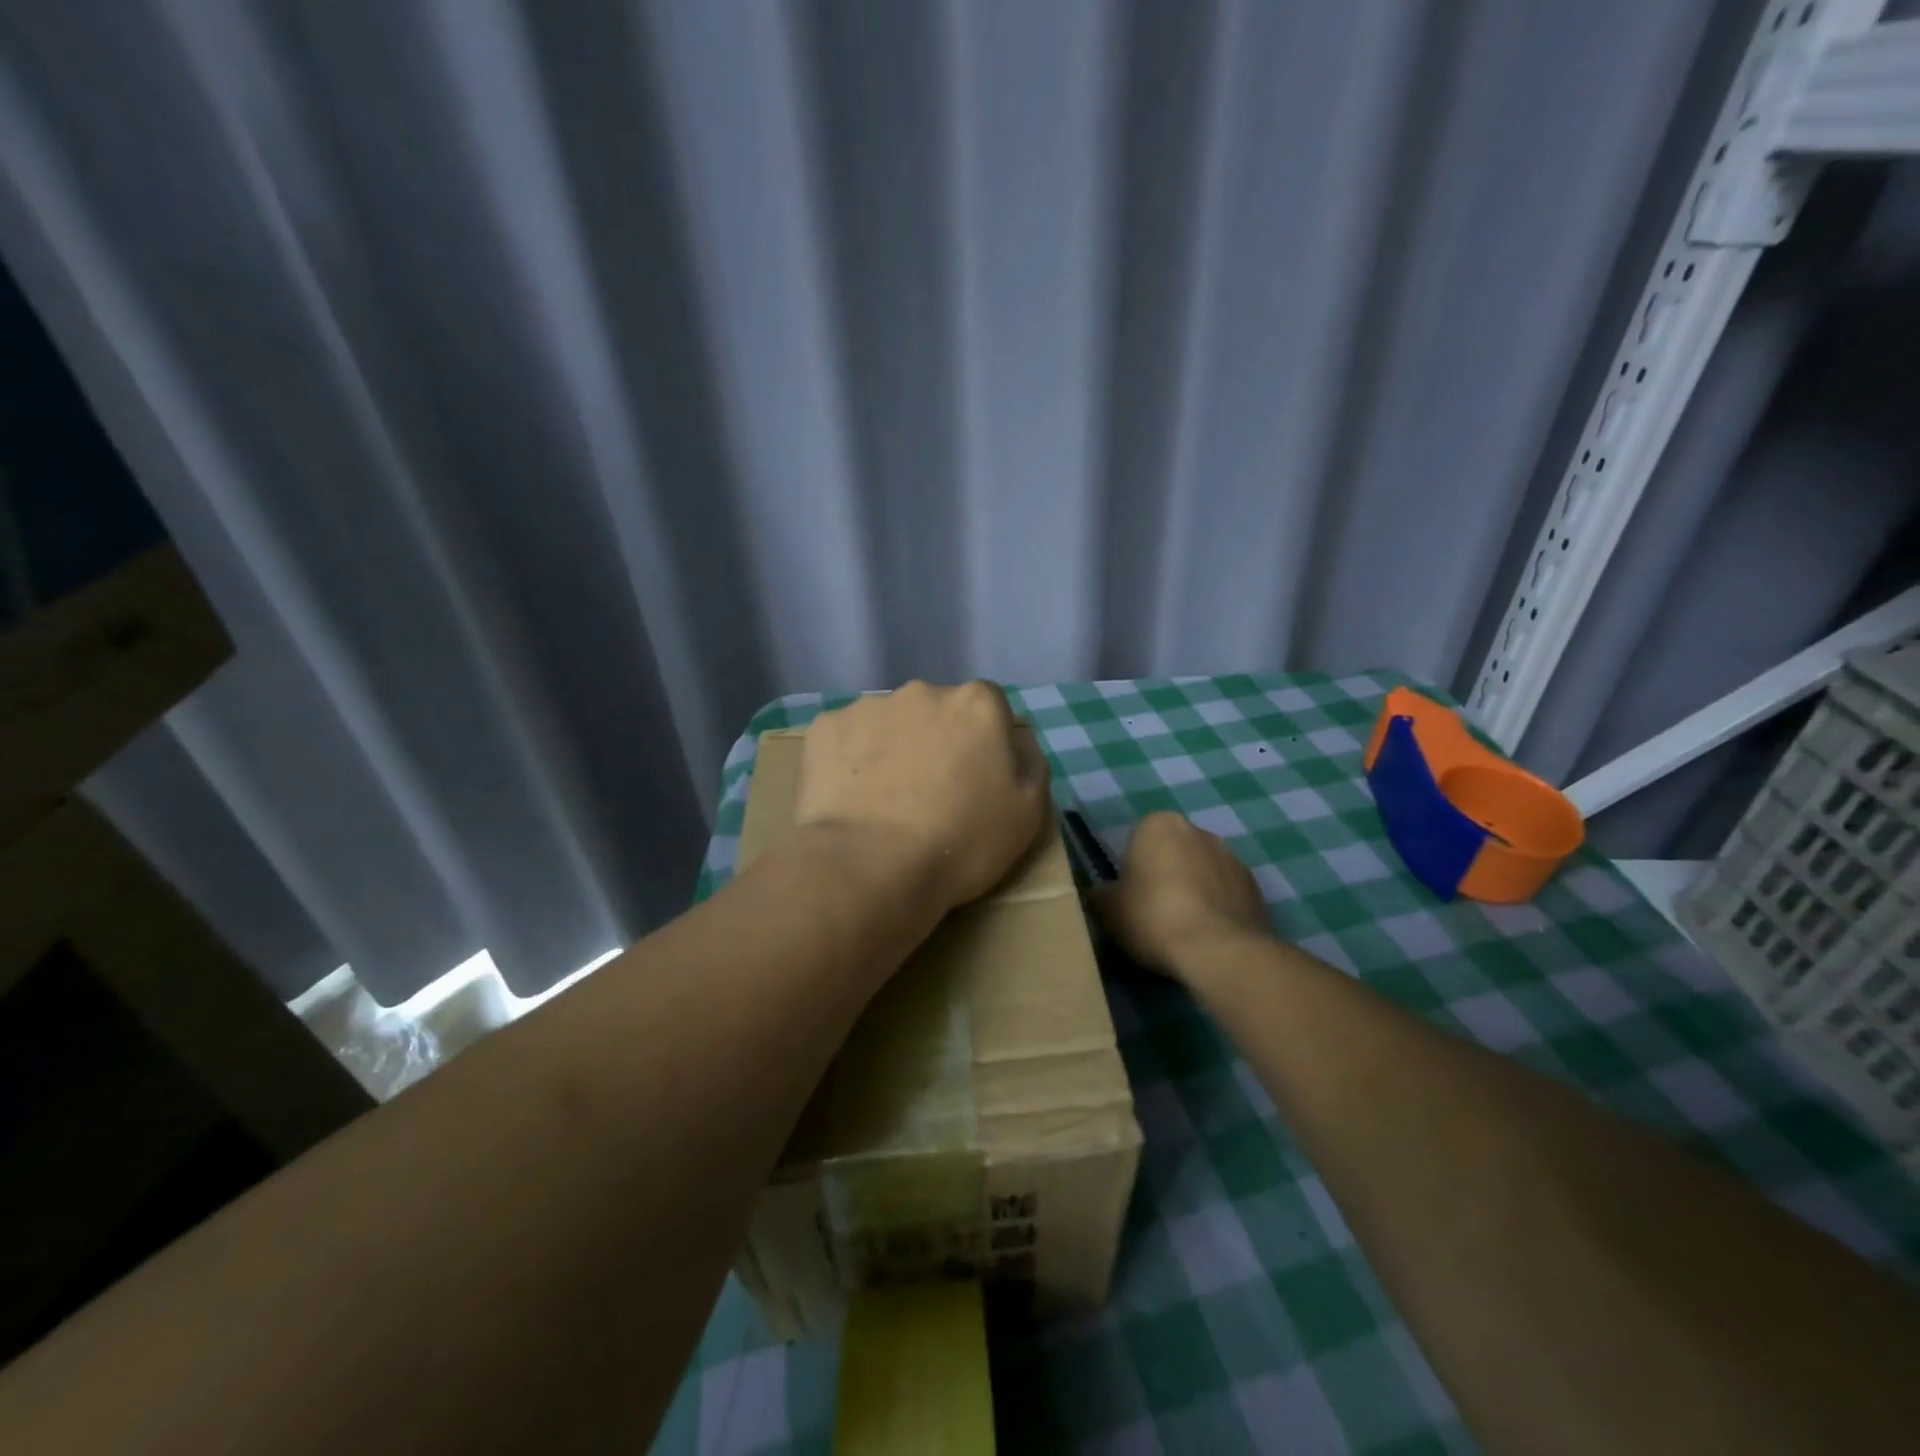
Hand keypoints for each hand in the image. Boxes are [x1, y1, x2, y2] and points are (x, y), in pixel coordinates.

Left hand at [795, 680, 1050, 916]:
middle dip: (937, 740)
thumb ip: (1029, 761)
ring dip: (892, 748)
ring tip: (884, 800)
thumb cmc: (962, 842)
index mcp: (977, 703)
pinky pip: (846, 738)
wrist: (871, 867)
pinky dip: (850, 760)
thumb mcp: (1029, 812)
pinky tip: (851, 798)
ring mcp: (869, 706)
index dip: (985, 744)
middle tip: (929, 792)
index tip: (976, 781)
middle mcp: (923, 691)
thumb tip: (1014, 739)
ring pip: (890, 722)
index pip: (990, 708)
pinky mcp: (825, 727)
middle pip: (937, 711)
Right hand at [1094, 811, 1271, 979]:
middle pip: (1172, 852)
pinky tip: (1207, 937)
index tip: (1130, 897)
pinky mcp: (1256, 887)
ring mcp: (1233, 857)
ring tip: (1182, 930)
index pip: (1137, 839)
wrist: (1219, 951)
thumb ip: (1100, 894)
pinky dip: (1217, 908)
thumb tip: (1101, 895)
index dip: (1132, 869)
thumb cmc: (1153, 917)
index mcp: (1159, 824)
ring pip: (1202, 871)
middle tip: (1152, 913)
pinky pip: (1226, 894)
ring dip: (1193, 890)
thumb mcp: (1107, 909)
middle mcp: (1199, 831)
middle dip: (1165, 875)